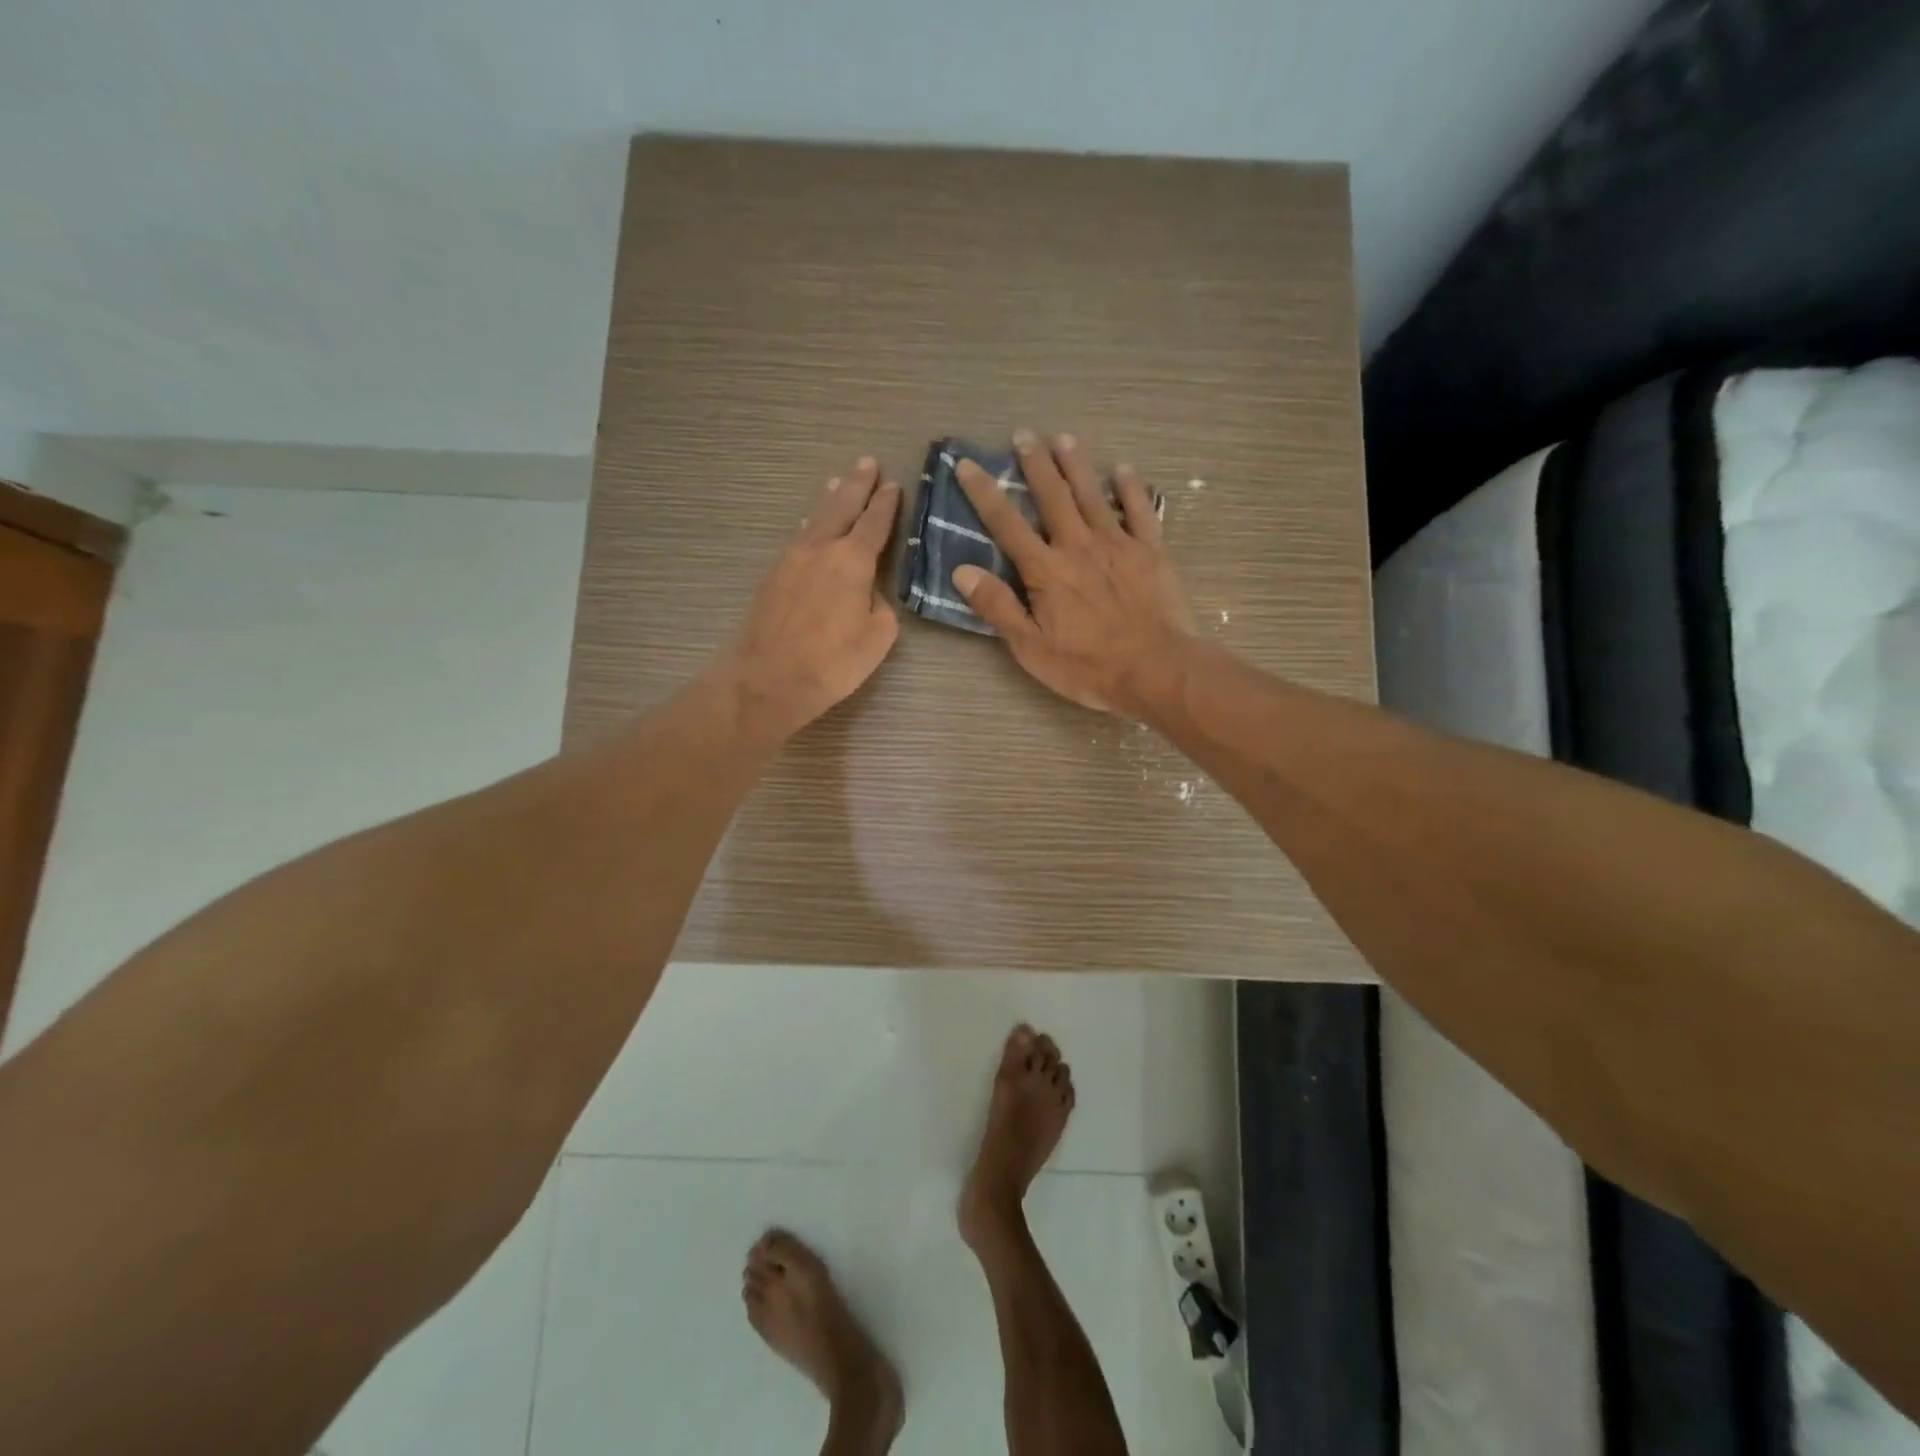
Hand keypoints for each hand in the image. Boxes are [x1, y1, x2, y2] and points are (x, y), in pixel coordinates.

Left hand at [716, 458, 900, 738]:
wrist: (767, 679)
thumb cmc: (832, 662)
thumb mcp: (878, 637)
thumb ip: (881, 606)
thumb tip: (868, 593)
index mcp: (852, 560)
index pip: (874, 523)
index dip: (886, 504)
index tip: (893, 485)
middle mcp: (821, 548)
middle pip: (841, 507)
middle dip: (856, 484)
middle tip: (866, 463)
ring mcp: (792, 559)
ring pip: (815, 518)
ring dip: (829, 498)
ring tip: (837, 481)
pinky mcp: (773, 575)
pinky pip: (797, 537)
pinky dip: (809, 523)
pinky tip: (809, 522)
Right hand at [952, 431, 1193, 712]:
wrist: (1156, 669)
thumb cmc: (1088, 666)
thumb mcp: (1031, 647)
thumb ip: (997, 607)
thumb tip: (962, 570)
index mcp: (1045, 570)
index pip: (1006, 523)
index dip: (984, 492)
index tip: (967, 464)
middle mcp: (1078, 546)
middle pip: (1052, 496)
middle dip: (1035, 464)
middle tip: (1023, 435)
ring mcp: (1118, 544)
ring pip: (1093, 494)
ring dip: (1077, 465)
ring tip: (1064, 438)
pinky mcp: (1151, 551)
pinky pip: (1140, 510)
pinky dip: (1132, 488)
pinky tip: (1124, 470)